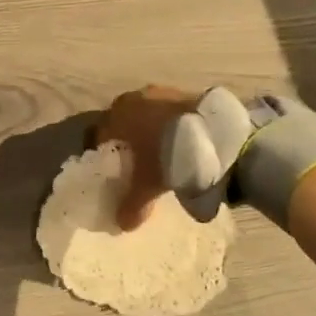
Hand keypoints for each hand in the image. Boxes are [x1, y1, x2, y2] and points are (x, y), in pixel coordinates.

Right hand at [94, 85, 200, 230]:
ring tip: (162, 151)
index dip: (104, 153)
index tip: (113, 169)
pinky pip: (170, 111)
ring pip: (148, 113)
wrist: (216, 134)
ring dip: (151, 129)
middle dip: (128, 138)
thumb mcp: (148, 184)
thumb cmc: (168, 154)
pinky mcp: (188, 93)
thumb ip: (132, 204)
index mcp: (118, 115)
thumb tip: (122, 224)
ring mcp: (163, 91)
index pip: (100, 134)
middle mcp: (136, 97)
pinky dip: (171, 124)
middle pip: (124, 120)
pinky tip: (182, 142)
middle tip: (136, 161)